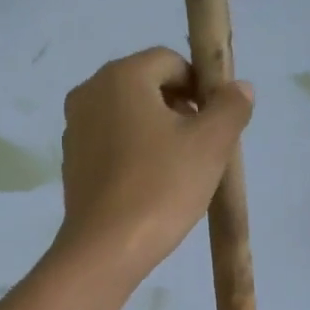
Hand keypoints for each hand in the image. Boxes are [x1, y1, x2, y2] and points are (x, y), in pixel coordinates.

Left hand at [55, 47, 253, 275]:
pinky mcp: (71, 159)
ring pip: (129, 113)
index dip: (201, 85)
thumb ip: (230, 106)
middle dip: (180, 106)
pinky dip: (134, 150)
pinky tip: (152, 183)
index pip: (171, 61)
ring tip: (180, 167)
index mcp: (121, 76)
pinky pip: (111, 140)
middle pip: (147, 84)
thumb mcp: (211, 143)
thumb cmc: (162, 186)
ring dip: (158, 129)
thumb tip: (238, 87)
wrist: (106, 248)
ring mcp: (75, 126)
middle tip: (203, 145)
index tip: (217, 121)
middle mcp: (90, 91)